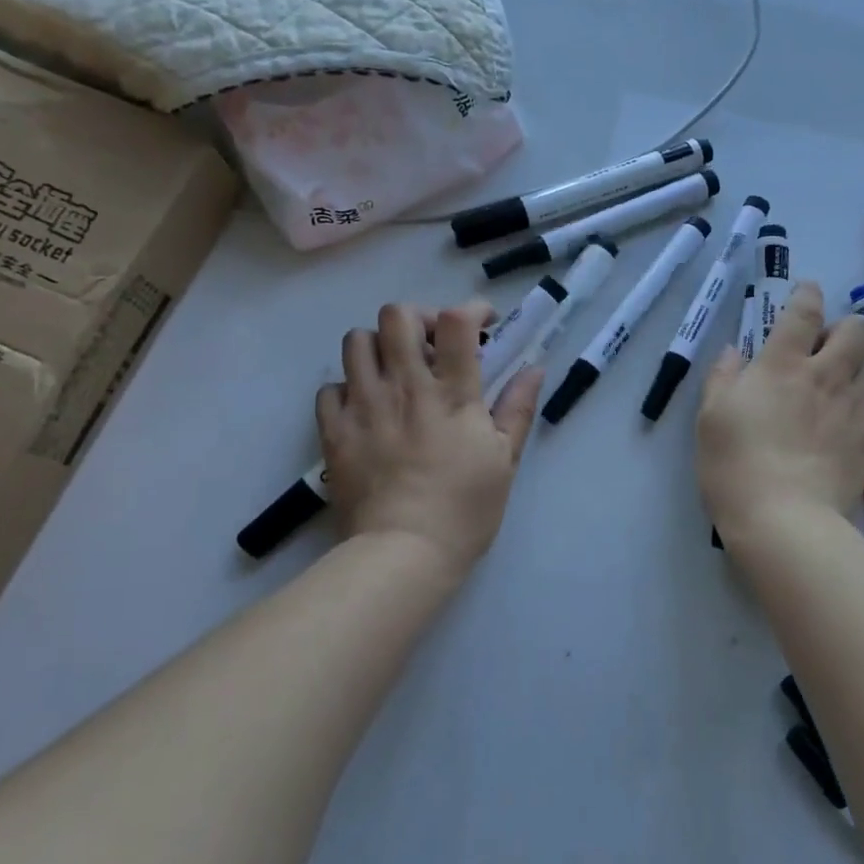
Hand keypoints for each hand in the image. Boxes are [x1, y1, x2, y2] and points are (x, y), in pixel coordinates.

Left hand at [318, 300, 541, 589]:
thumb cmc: (464, 509)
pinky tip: (364, 407)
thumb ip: (517, 408)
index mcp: (451, 394)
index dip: (470, 310)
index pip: (456, 321)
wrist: (402, 553)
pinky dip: (347, 388)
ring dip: (379, 347)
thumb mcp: (504, 460)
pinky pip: (329, 387)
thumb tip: (534, 368)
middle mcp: (404, 387)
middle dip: (418, 318)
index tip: (481, 325)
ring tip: (394, 372)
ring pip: (357, 341)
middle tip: (431, 345)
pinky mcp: (334, 430)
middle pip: (397, 316)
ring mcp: (363, 406)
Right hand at [696, 281, 863, 536]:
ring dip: (860, 359)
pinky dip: (861, 396)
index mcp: (781, 364)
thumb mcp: (711, 417)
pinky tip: (843, 415)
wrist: (784, 519)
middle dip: (846, 324)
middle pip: (857, 328)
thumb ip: (723, 377)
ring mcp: (852, 407)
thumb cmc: (735, 464)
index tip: (807, 290)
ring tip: (841, 377)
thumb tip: (734, 352)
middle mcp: (824, 375)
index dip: (808, 294)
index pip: (804, 312)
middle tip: (825, 344)